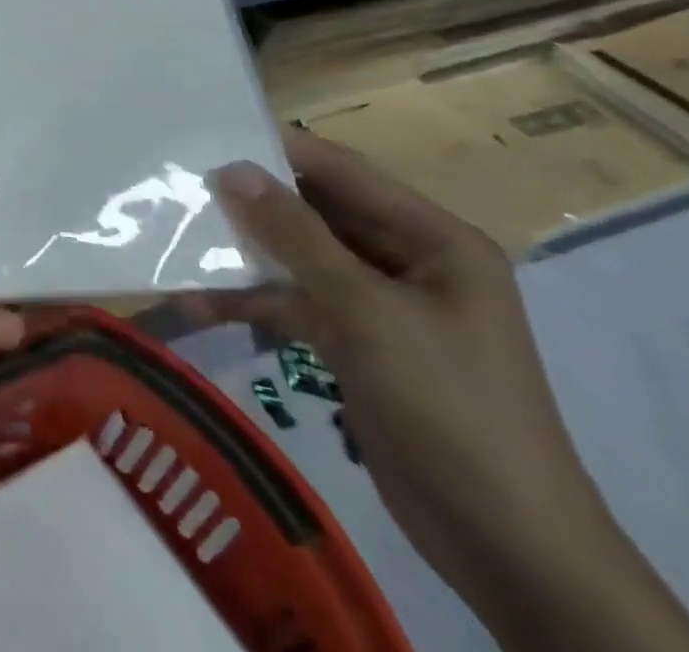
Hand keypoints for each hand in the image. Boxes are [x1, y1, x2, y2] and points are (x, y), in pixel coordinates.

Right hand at [185, 130, 688, 651]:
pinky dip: (256, 304)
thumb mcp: (367, 312)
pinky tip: (201, 306)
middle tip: (184, 189)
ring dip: (248, 258)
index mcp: (433, 238)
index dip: (279, 151)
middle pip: (318, 215)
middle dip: (254, 205)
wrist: (507, 551)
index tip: (211, 138)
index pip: (344, 172)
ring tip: (180, 244)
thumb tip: (231, 170)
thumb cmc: (448, 406)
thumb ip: (296, 236)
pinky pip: (300, 306)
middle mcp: (408, 261)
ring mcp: (382, 306)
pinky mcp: (360, 346)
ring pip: (302, 261)